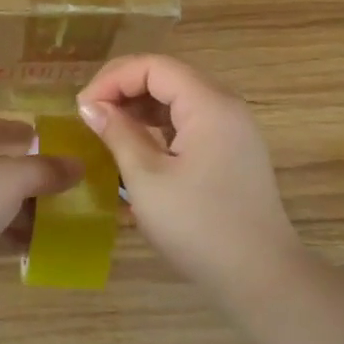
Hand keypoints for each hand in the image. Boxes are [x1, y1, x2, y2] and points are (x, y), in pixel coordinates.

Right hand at [78, 56, 300, 296]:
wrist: (260, 276)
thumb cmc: (198, 225)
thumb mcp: (146, 178)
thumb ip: (118, 134)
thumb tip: (90, 106)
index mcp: (208, 104)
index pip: (154, 67)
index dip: (113, 78)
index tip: (83, 107)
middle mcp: (225, 107)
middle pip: (168, 77)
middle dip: (124, 90)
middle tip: (90, 116)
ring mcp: (233, 130)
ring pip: (178, 100)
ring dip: (140, 108)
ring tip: (107, 131)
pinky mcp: (232, 152)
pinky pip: (190, 123)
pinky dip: (159, 127)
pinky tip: (136, 149)